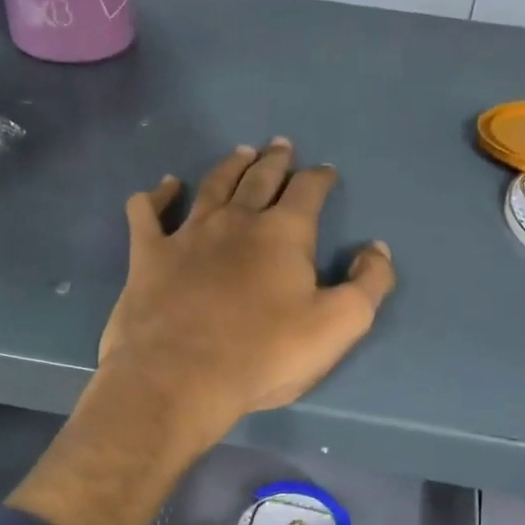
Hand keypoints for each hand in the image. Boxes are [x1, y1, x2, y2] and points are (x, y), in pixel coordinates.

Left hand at [99, 139, 395, 446]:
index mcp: (284, 233)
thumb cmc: (265, 354)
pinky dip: (157, 195)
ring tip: (240, 153)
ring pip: (212, 185)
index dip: (320, 178)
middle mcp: (236, 220)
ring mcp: (188, 233)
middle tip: (280, 146)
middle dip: (275, 160)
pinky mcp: (149, 255)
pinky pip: (148, 212)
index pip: (308, 191)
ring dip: (229, 166)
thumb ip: (369, 284)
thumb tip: (376, 249)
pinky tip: (165, 187)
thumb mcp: (339, 325)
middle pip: (260, 178)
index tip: (326, 172)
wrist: (180, 377)